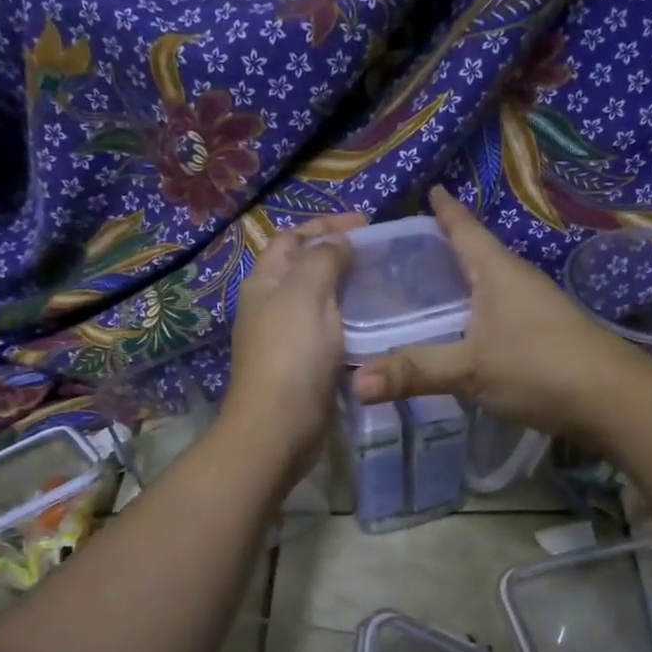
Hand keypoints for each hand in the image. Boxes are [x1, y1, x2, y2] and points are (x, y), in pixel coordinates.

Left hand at [221, 213, 364, 477]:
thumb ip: (323, 260)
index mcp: (266, 282)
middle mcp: (272, 306)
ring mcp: (288, 338)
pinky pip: (330, 332)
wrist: (278, 427)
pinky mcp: (305, 366)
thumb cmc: (292, 355)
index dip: (325, 224)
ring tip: (384, 285)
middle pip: (305, 268)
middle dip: (339, 255)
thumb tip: (337, 240)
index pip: (292, 238)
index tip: (366, 224)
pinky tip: (376, 325)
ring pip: (320, 302)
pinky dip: (351, 322)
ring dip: (348, 290)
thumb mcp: (306, 294)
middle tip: (380, 255)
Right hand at [350, 187, 639, 442]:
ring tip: (430, 287)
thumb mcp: (470, 369)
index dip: (446, 211)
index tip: (430, 190)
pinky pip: (500, 312)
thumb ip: (414, 371)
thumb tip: (355, 383)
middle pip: (478, 254)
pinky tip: (465, 330)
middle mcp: (518, 281)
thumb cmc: (540, 367)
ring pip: (491, 285)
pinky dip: (477, 312)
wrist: (615, 400)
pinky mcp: (546, 335)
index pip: (465, 229)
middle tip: (408, 249)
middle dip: (447, 247)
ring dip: (464, 282)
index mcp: (498, 271)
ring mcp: (537, 308)